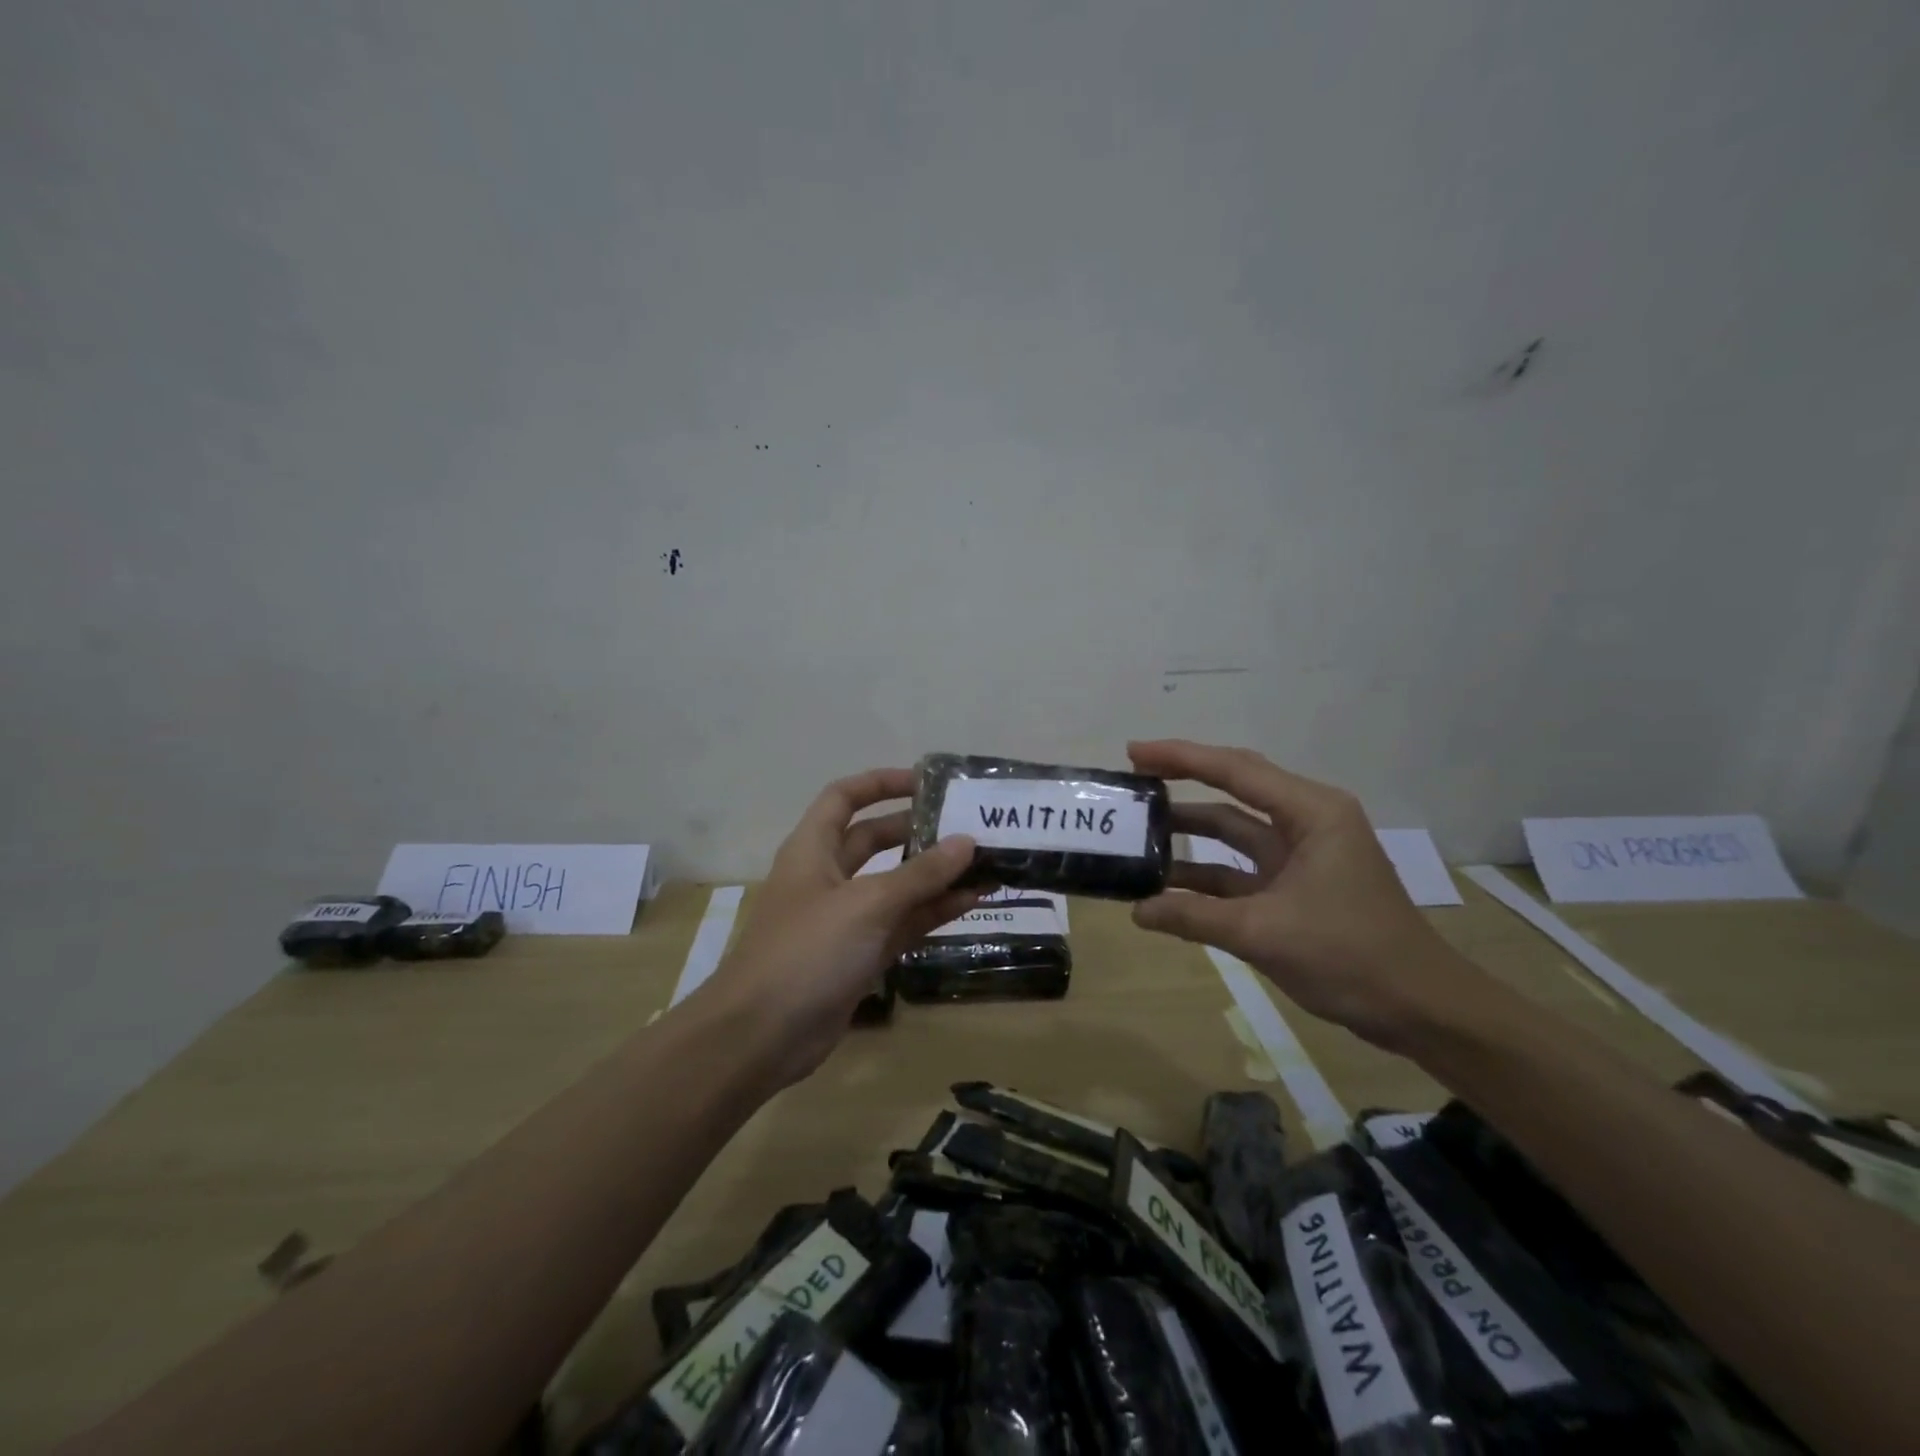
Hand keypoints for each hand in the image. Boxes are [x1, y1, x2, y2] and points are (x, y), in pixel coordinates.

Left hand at [690, 769, 982, 1087]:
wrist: (761, 1037)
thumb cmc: (807, 952)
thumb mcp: (867, 905)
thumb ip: (920, 874)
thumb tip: (967, 842)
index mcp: (813, 849)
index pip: (845, 797)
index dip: (881, 782)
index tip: (927, 782)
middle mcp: (828, 877)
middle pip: (875, 839)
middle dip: (918, 831)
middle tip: (968, 826)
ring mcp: (844, 919)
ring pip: (894, 885)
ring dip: (934, 876)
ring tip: (984, 863)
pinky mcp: (859, 956)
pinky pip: (901, 924)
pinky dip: (932, 913)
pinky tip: (971, 903)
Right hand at [1128, 739, 1461, 1049]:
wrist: (1420, 1009)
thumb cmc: (1350, 954)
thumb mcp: (1264, 933)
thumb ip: (1194, 917)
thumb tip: (1137, 910)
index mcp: (1311, 812)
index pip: (1235, 770)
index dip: (1180, 757)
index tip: (1133, 753)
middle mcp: (1306, 822)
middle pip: (1233, 790)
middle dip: (1182, 783)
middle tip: (1131, 782)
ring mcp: (1300, 856)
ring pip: (1234, 831)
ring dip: (1190, 833)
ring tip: (1137, 831)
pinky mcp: (1295, 888)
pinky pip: (1239, 869)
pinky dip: (1205, 875)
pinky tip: (1165, 885)